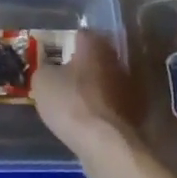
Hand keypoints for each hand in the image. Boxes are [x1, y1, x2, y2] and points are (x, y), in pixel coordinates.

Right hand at [33, 31, 140, 152]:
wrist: (104, 143)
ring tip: (76, 100)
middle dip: (83, 64)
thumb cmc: (70, 102)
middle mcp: (115, 60)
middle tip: (65, 76)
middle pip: (97, 56)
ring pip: (107, 79)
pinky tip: (88, 118)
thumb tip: (50, 69)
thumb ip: (45, 68)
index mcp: (94, 45)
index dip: (67, 43)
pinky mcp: (134, 111)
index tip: (56, 55)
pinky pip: (113, 102)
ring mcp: (128, 86)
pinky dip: (102, 107)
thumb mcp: (42, 81)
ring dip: (94, 86)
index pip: (81, 34)